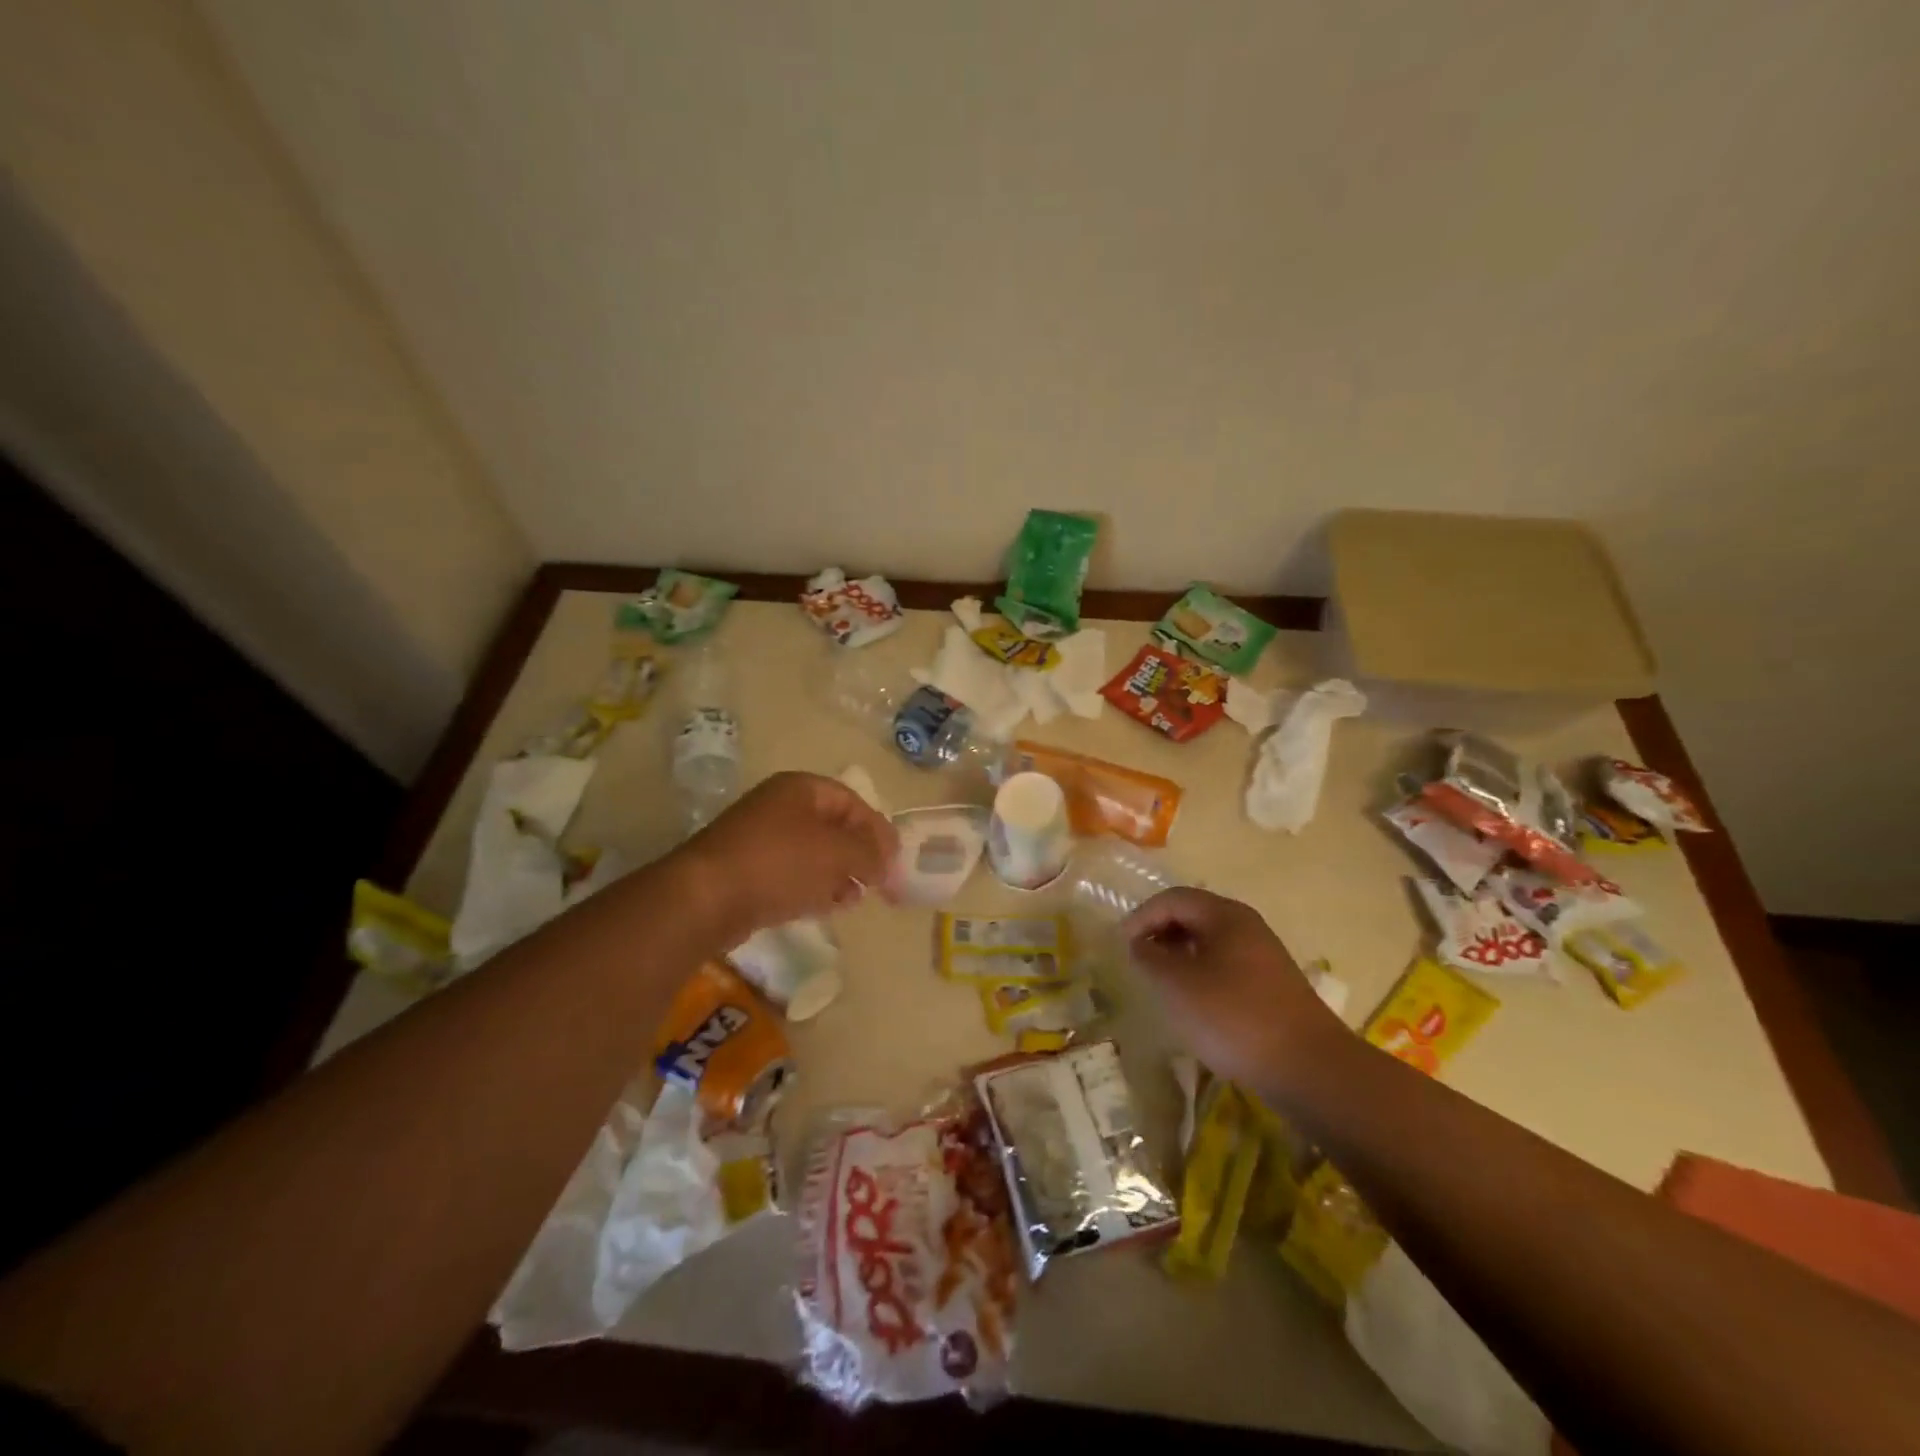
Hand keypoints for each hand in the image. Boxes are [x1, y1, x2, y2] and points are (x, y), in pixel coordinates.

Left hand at [674, 771, 898, 940]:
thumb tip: (885, 860)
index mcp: (801, 789)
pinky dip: (814, 886)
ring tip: (856, 896)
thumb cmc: (780, 862)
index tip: (894, 859)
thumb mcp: (838, 852)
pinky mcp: (748, 872)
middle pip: (832, 827)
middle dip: (859, 852)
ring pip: (813, 853)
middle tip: (879, 880)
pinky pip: (792, 874)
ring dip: (839, 873)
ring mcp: (760, 840)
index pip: (852, 801)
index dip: (877, 828)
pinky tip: (828, 906)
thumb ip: (870, 852)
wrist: (707, 897)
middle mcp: (780, 807)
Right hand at [1123, 887, 1344, 1094]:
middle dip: (1160, 932)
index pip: (1173, 899)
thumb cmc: (1234, 1017)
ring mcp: (1262, 956)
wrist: (1309, 1067)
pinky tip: (1192, 1002)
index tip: (1121, 945)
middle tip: (1137, 960)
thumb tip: (1139, 944)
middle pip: (1193, 915)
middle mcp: (1246, 926)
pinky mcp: (1270, 985)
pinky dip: (1200, 973)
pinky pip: (1224, 965)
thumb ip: (1150, 958)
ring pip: (1209, 942)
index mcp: (1225, 915)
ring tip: (1159, 981)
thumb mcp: (1178, 985)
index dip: (1141, 917)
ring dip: (1179, 955)